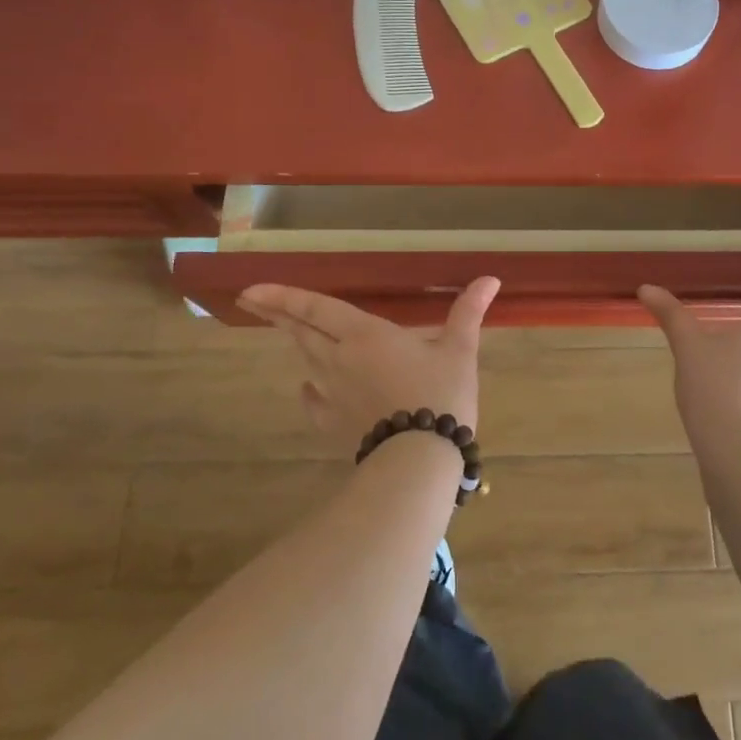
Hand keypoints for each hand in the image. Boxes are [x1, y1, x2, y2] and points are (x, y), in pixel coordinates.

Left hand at [236, 279, 498, 451]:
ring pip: (305, 360)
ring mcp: (332, 394)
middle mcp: (339, 359)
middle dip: (276, 313)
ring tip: (284, 330)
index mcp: (364, 335)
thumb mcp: (459, 350)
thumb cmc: (439, 395)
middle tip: (252, 300)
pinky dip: (309, 387)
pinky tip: (308, 387)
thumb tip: (490, 279)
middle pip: (300, 331)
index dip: (283, 296)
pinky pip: (313, 399)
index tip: (250, 289)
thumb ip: (468, 312)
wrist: (418, 460)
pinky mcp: (333, 423)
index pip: (315, 308)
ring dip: (293, 342)